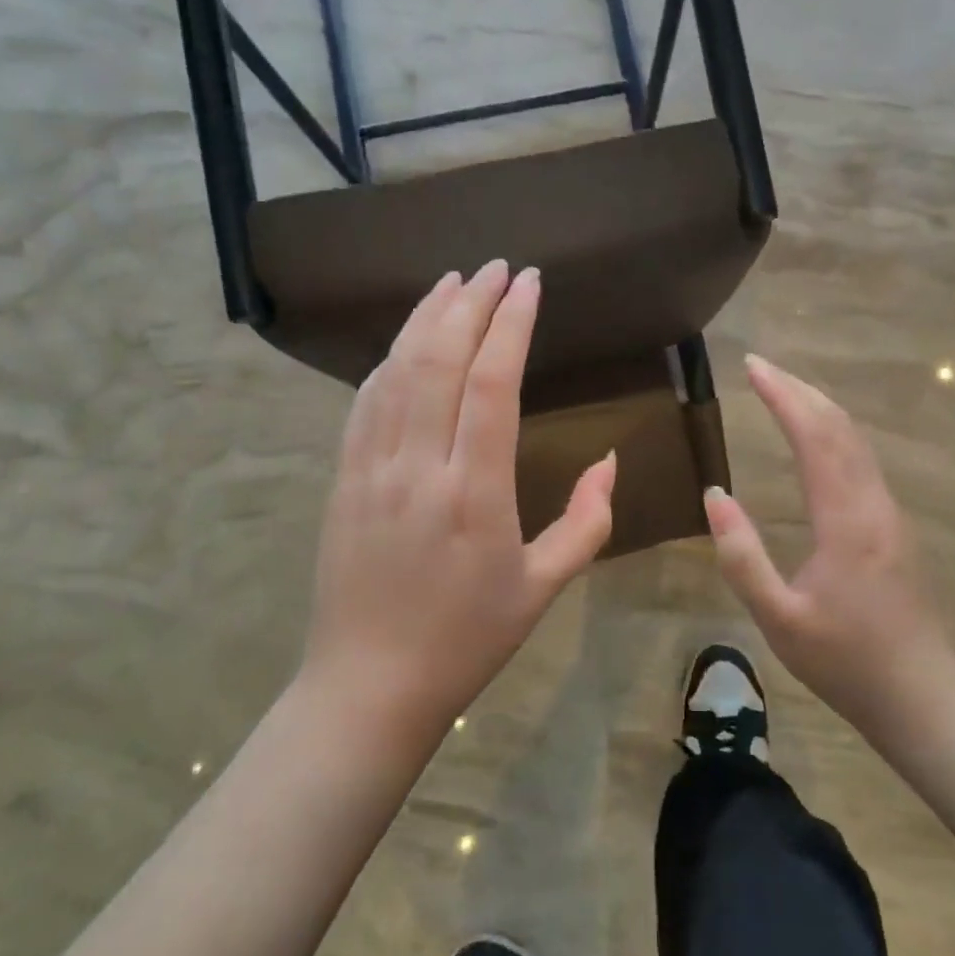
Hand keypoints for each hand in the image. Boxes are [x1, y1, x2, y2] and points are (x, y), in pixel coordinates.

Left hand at [303, 260, 616, 747]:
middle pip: (440, 360)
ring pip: (397, 371)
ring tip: (452, 281)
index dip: (511, 323)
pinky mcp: (343, 480)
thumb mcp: (543, 588)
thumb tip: (611, 462)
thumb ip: (587, 522)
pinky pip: (365, 403)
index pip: (491, 382)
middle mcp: (419, 467)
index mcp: (475, 492)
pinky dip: (389, 360)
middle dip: (470, 303)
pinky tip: (406, 341)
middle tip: (496, 268)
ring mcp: (372, 470)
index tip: (529, 283)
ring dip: (425, 318)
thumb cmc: (467, 640)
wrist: (369, 687)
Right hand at [703, 355, 954, 746]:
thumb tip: (715, 496)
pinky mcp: (893, 525)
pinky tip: (816, 436)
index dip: (783, 396)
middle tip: (760, 366)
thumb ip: (742, 557)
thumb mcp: (778, 619)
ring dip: (819, 407)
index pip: (815, 437)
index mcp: (846, 521)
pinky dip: (833, 431)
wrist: (920, 695)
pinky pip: (861, 459)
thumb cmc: (843, 661)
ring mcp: (889, 512)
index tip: (752, 367)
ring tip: (782, 389)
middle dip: (800, 389)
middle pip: (840, 427)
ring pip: (856, 440)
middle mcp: (873, 504)